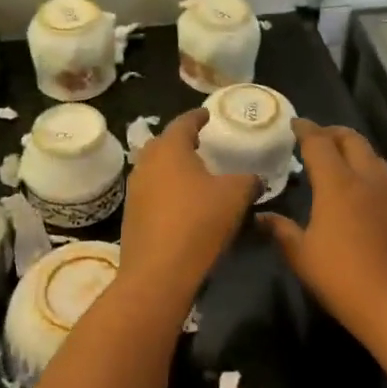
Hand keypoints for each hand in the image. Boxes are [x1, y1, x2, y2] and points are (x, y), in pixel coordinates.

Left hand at [118, 108, 259, 306]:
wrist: (158, 273)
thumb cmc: (199, 222)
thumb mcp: (236, 196)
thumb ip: (248, 180)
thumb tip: (254, 179)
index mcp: (170, 149)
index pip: (183, 122)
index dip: (198, 116)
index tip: (208, 114)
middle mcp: (147, 163)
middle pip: (163, 143)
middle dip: (181, 141)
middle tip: (200, 143)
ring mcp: (135, 191)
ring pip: (155, 169)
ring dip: (172, 168)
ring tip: (193, 173)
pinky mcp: (133, 217)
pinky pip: (152, 193)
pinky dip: (167, 191)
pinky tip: (183, 203)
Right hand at [259, 120, 386, 329]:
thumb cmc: (343, 278)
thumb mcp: (302, 257)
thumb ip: (281, 231)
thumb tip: (261, 217)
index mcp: (338, 183)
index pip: (320, 143)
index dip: (305, 130)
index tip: (294, 124)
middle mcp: (366, 178)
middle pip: (351, 139)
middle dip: (331, 132)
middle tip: (314, 138)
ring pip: (371, 154)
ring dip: (352, 148)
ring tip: (335, 159)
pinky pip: (382, 174)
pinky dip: (366, 167)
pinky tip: (357, 187)